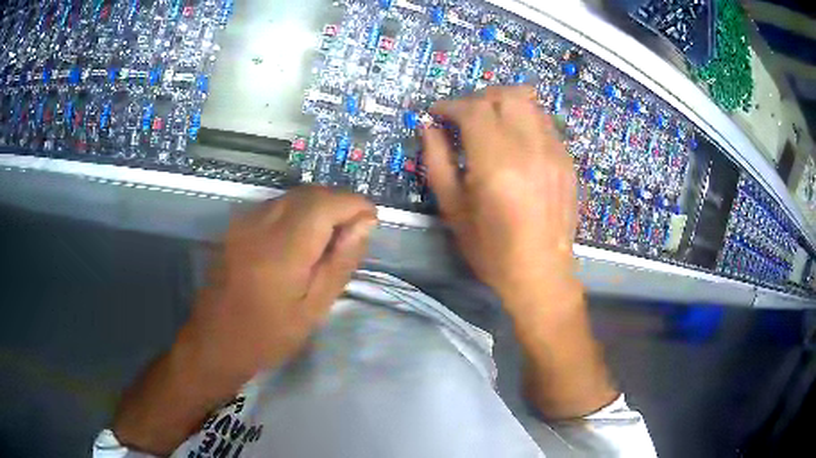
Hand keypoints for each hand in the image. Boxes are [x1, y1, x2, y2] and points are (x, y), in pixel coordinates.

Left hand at [179, 186, 376, 384]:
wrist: (215, 341)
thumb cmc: (268, 335)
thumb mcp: (315, 307)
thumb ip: (341, 261)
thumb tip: (365, 223)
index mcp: (284, 246)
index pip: (328, 202)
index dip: (355, 204)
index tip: (371, 223)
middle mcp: (262, 222)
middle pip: (311, 193)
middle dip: (339, 203)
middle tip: (353, 234)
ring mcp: (245, 221)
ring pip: (293, 196)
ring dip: (319, 207)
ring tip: (329, 239)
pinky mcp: (237, 226)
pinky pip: (276, 205)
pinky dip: (298, 212)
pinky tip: (301, 240)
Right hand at [422, 85, 577, 304]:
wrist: (541, 273)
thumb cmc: (491, 249)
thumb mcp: (453, 209)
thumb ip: (436, 160)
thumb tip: (428, 126)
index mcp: (496, 163)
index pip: (473, 109)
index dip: (450, 105)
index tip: (437, 114)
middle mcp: (529, 148)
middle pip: (506, 95)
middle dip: (478, 97)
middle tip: (463, 116)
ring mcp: (554, 152)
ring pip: (530, 102)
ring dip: (504, 103)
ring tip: (490, 121)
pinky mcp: (567, 160)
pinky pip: (545, 122)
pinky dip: (525, 118)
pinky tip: (515, 140)